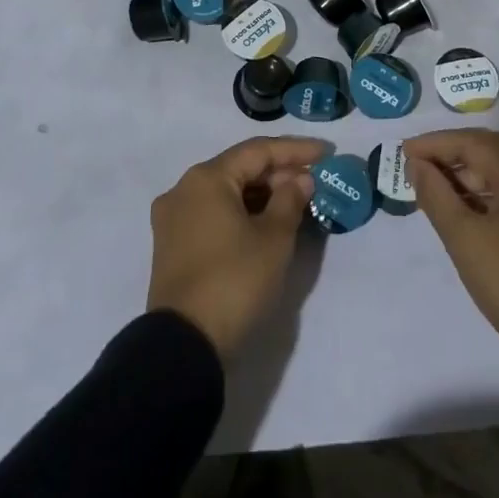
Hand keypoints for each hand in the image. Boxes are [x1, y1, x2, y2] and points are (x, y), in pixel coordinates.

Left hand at [147, 136, 324, 355]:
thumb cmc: (234, 281)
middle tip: (313, 181)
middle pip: (239, 169)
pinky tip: (266, 223)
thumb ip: (290, 200)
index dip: (295, 150)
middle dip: (278, 173)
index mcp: (206, 178)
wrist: (184, 347)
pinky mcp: (172, 246)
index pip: (257, 151)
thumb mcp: (273, 239)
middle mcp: (184, 189)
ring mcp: (174, 218)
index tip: (326, 153)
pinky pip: (213, 214)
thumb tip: (299, 179)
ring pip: (226, 193)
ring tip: (295, 201)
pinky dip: (241, 213)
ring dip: (261, 194)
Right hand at [403, 129, 498, 353]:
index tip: (406, 152)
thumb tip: (417, 165)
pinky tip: (467, 207)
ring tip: (438, 186)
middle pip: (494, 150)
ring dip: (472, 172)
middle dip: (455, 153)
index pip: (474, 143)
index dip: (437, 144)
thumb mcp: (462, 237)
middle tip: (422, 164)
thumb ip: (435, 194)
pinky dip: (490, 191)